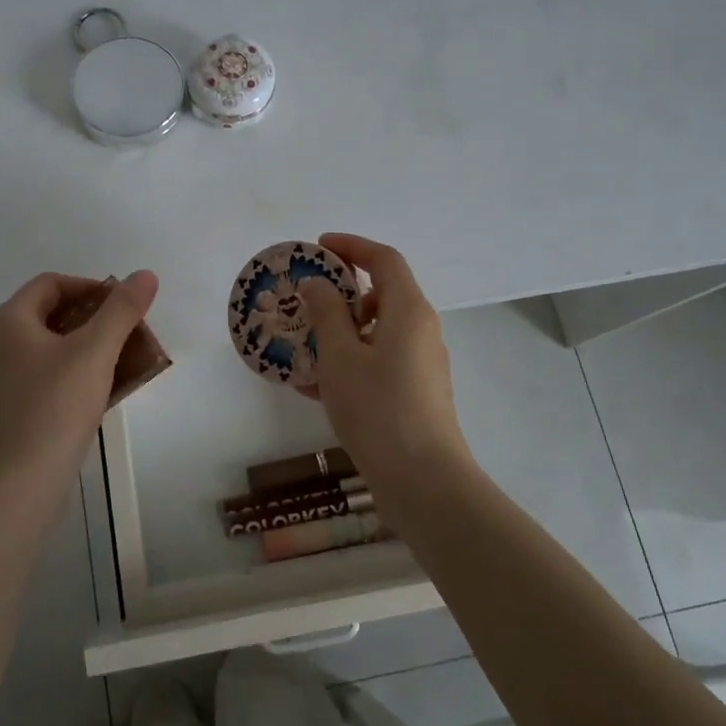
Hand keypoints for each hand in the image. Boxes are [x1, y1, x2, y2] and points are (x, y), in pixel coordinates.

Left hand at [0, 270, 158, 486]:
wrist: (19, 485)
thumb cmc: (54, 407)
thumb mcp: (95, 351)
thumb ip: (122, 310)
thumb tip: (145, 275)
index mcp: (9, 321)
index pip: (52, 283)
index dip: (91, 287)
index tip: (124, 306)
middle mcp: (0, 345)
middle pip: (54, 315)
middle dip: (97, 320)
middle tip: (131, 333)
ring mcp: (5, 380)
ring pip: (55, 349)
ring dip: (93, 349)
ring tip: (128, 361)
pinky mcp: (14, 410)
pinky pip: (51, 377)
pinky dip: (80, 375)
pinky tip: (109, 391)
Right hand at [300, 234, 469, 478]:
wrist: (423, 480)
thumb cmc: (378, 408)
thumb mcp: (341, 356)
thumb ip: (327, 313)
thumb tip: (319, 284)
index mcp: (408, 310)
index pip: (384, 260)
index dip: (352, 246)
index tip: (318, 247)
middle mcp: (421, 330)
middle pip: (383, 294)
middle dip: (341, 293)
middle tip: (305, 300)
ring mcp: (421, 363)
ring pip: (377, 332)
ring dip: (340, 332)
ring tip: (302, 346)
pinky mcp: (416, 392)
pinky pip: (379, 362)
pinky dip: (350, 362)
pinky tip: (313, 386)